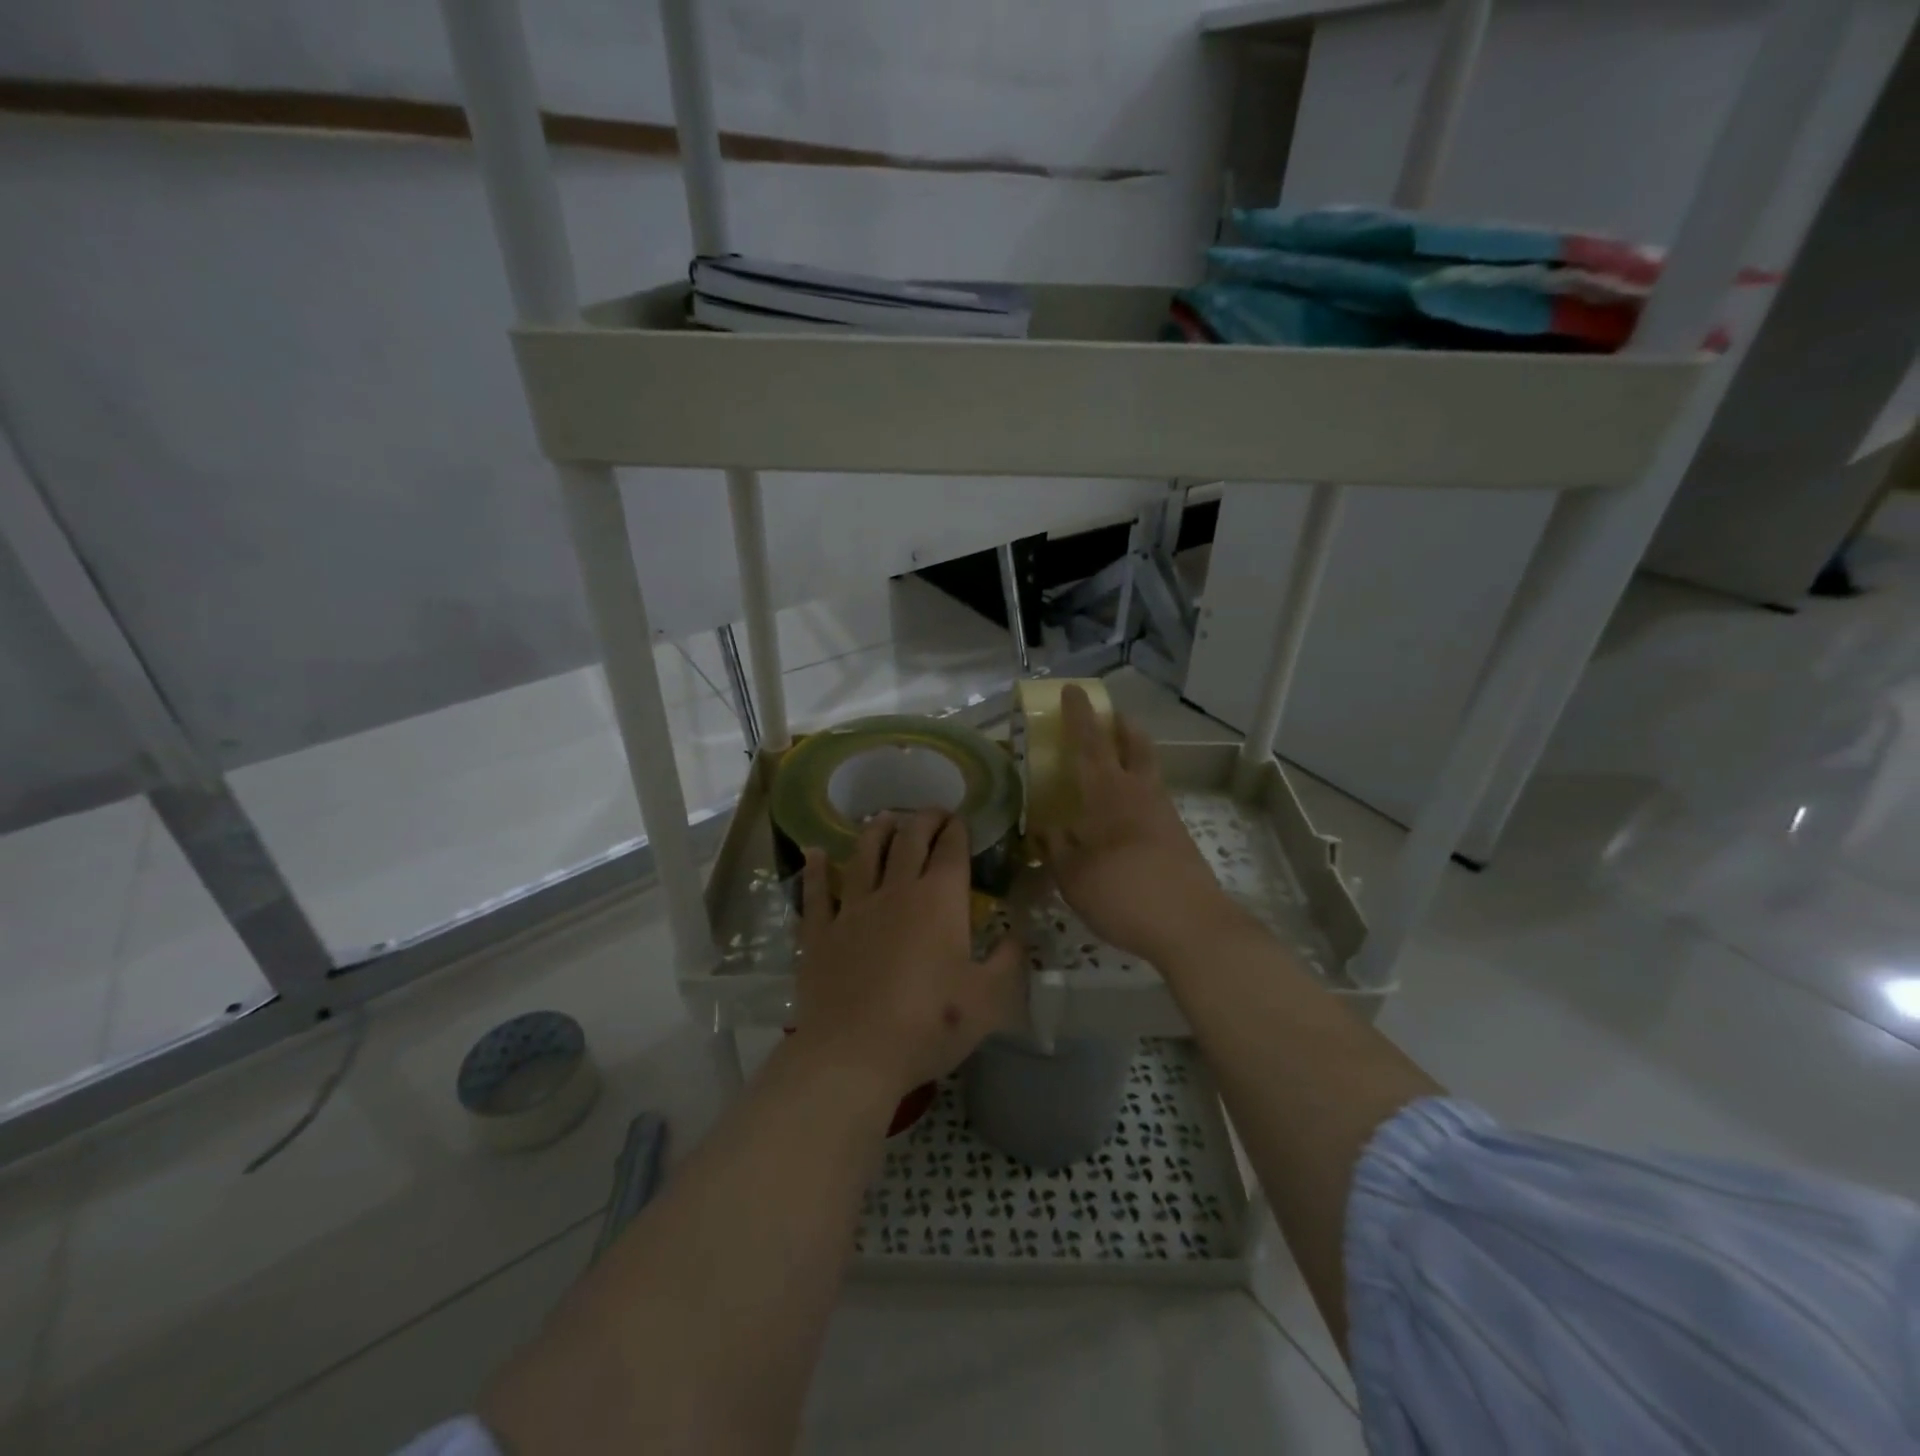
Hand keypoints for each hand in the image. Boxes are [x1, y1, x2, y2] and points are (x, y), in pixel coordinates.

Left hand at [793, 810, 1023, 1101]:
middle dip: (923, 820)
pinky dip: (815, 870)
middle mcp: (896, 891)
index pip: (951, 850)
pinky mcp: (820, 932)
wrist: (854, 1054)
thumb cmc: (930, 1025)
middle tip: (932, 813)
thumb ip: (1009, 961)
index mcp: (940, 901)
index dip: (957, 830)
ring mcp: (853, 909)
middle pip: (909, 841)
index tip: (960, 820)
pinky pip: (816, 892)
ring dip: (876, 832)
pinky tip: (814, 853)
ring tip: (884, 818)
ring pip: (864, 855)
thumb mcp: (989, 1000)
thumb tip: (1019, 935)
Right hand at [1039, 687, 1242, 965]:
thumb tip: (1045, 829)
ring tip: (1116, 765)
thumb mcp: (1072, 876)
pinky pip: (1155, 799)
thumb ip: (1056, 848)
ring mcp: (1164, 813)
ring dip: (1135, 755)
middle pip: (1135, 744)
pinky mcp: (1179, 837)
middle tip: (1110, 719)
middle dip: (1121, 726)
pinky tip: (1126, 817)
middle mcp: (1139, 793)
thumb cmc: (1121, 893)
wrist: (1191, 925)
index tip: (1074, 689)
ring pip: (1150, 769)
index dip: (1080, 714)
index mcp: (1107, 793)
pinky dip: (1141, 792)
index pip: (1091, 742)